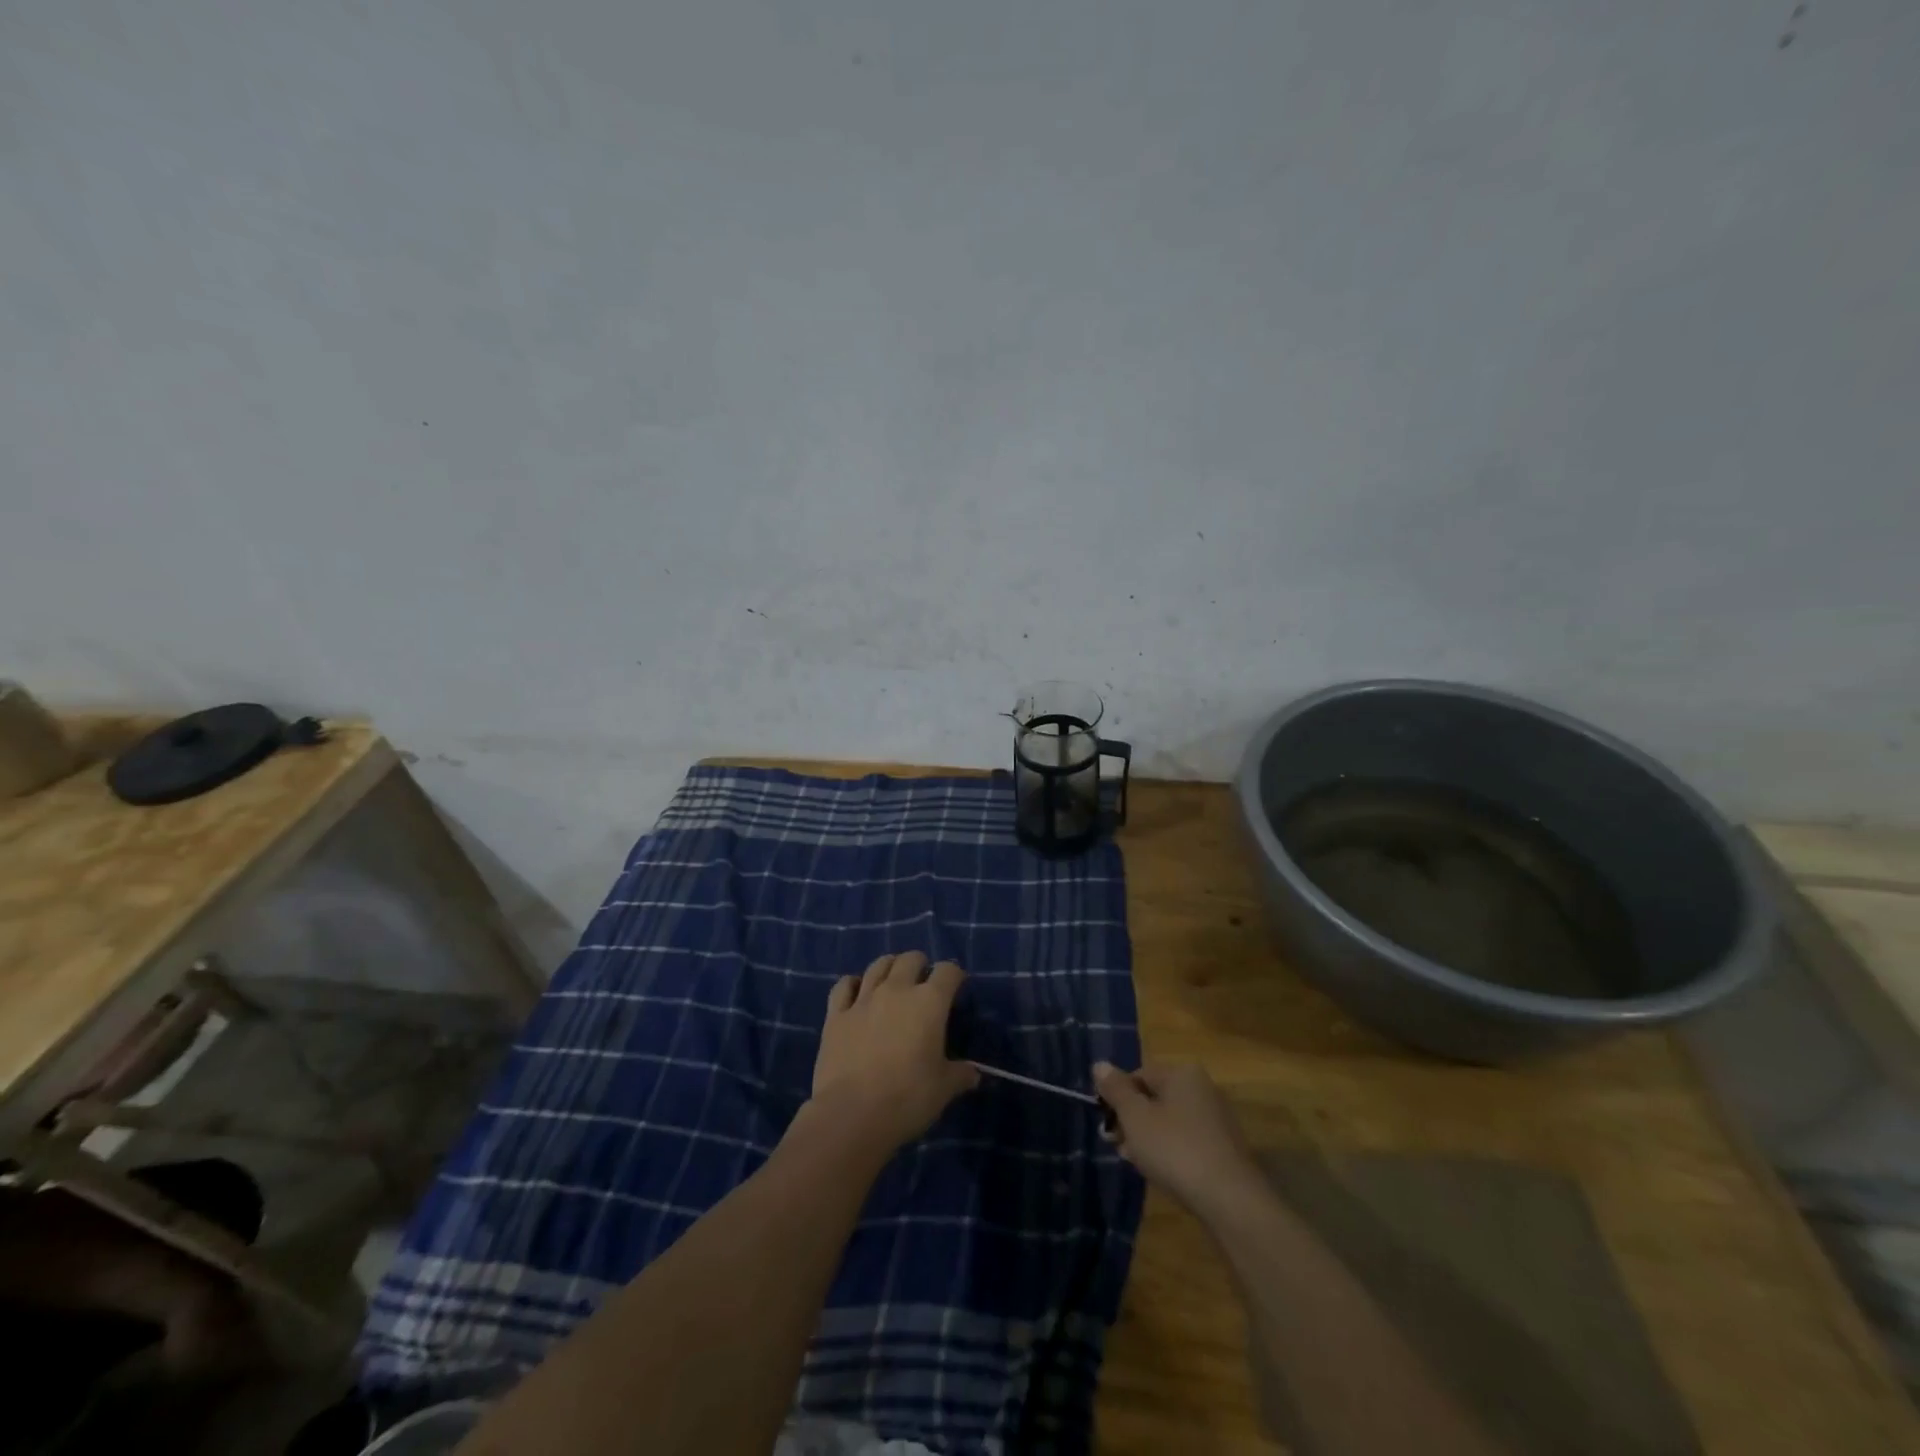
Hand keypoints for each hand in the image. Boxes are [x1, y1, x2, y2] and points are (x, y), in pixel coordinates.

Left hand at [808, 951, 979, 1153]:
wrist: (851, 1114)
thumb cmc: (907, 1098)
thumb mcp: (944, 1089)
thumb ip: (960, 1074)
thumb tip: (974, 1073)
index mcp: (929, 1002)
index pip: (948, 971)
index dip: (954, 975)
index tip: (956, 987)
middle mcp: (896, 990)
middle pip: (911, 959)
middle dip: (920, 965)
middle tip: (923, 984)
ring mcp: (863, 999)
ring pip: (878, 965)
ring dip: (890, 967)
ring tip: (893, 980)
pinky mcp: (836, 1014)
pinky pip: (844, 985)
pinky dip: (853, 984)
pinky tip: (857, 993)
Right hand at [1093, 1061, 1263, 1215]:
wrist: (1230, 1200)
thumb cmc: (1175, 1148)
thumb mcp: (1135, 1117)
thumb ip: (1115, 1090)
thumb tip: (1099, 1064)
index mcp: (1182, 1073)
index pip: (1138, 1075)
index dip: (1117, 1098)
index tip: (1107, 1125)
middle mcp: (1202, 1088)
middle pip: (1154, 1098)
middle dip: (1132, 1121)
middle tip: (1117, 1146)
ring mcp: (1216, 1119)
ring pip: (1169, 1121)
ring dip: (1148, 1138)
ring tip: (1135, 1162)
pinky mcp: (1223, 1148)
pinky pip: (1186, 1140)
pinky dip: (1170, 1151)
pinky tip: (1161, 1172)